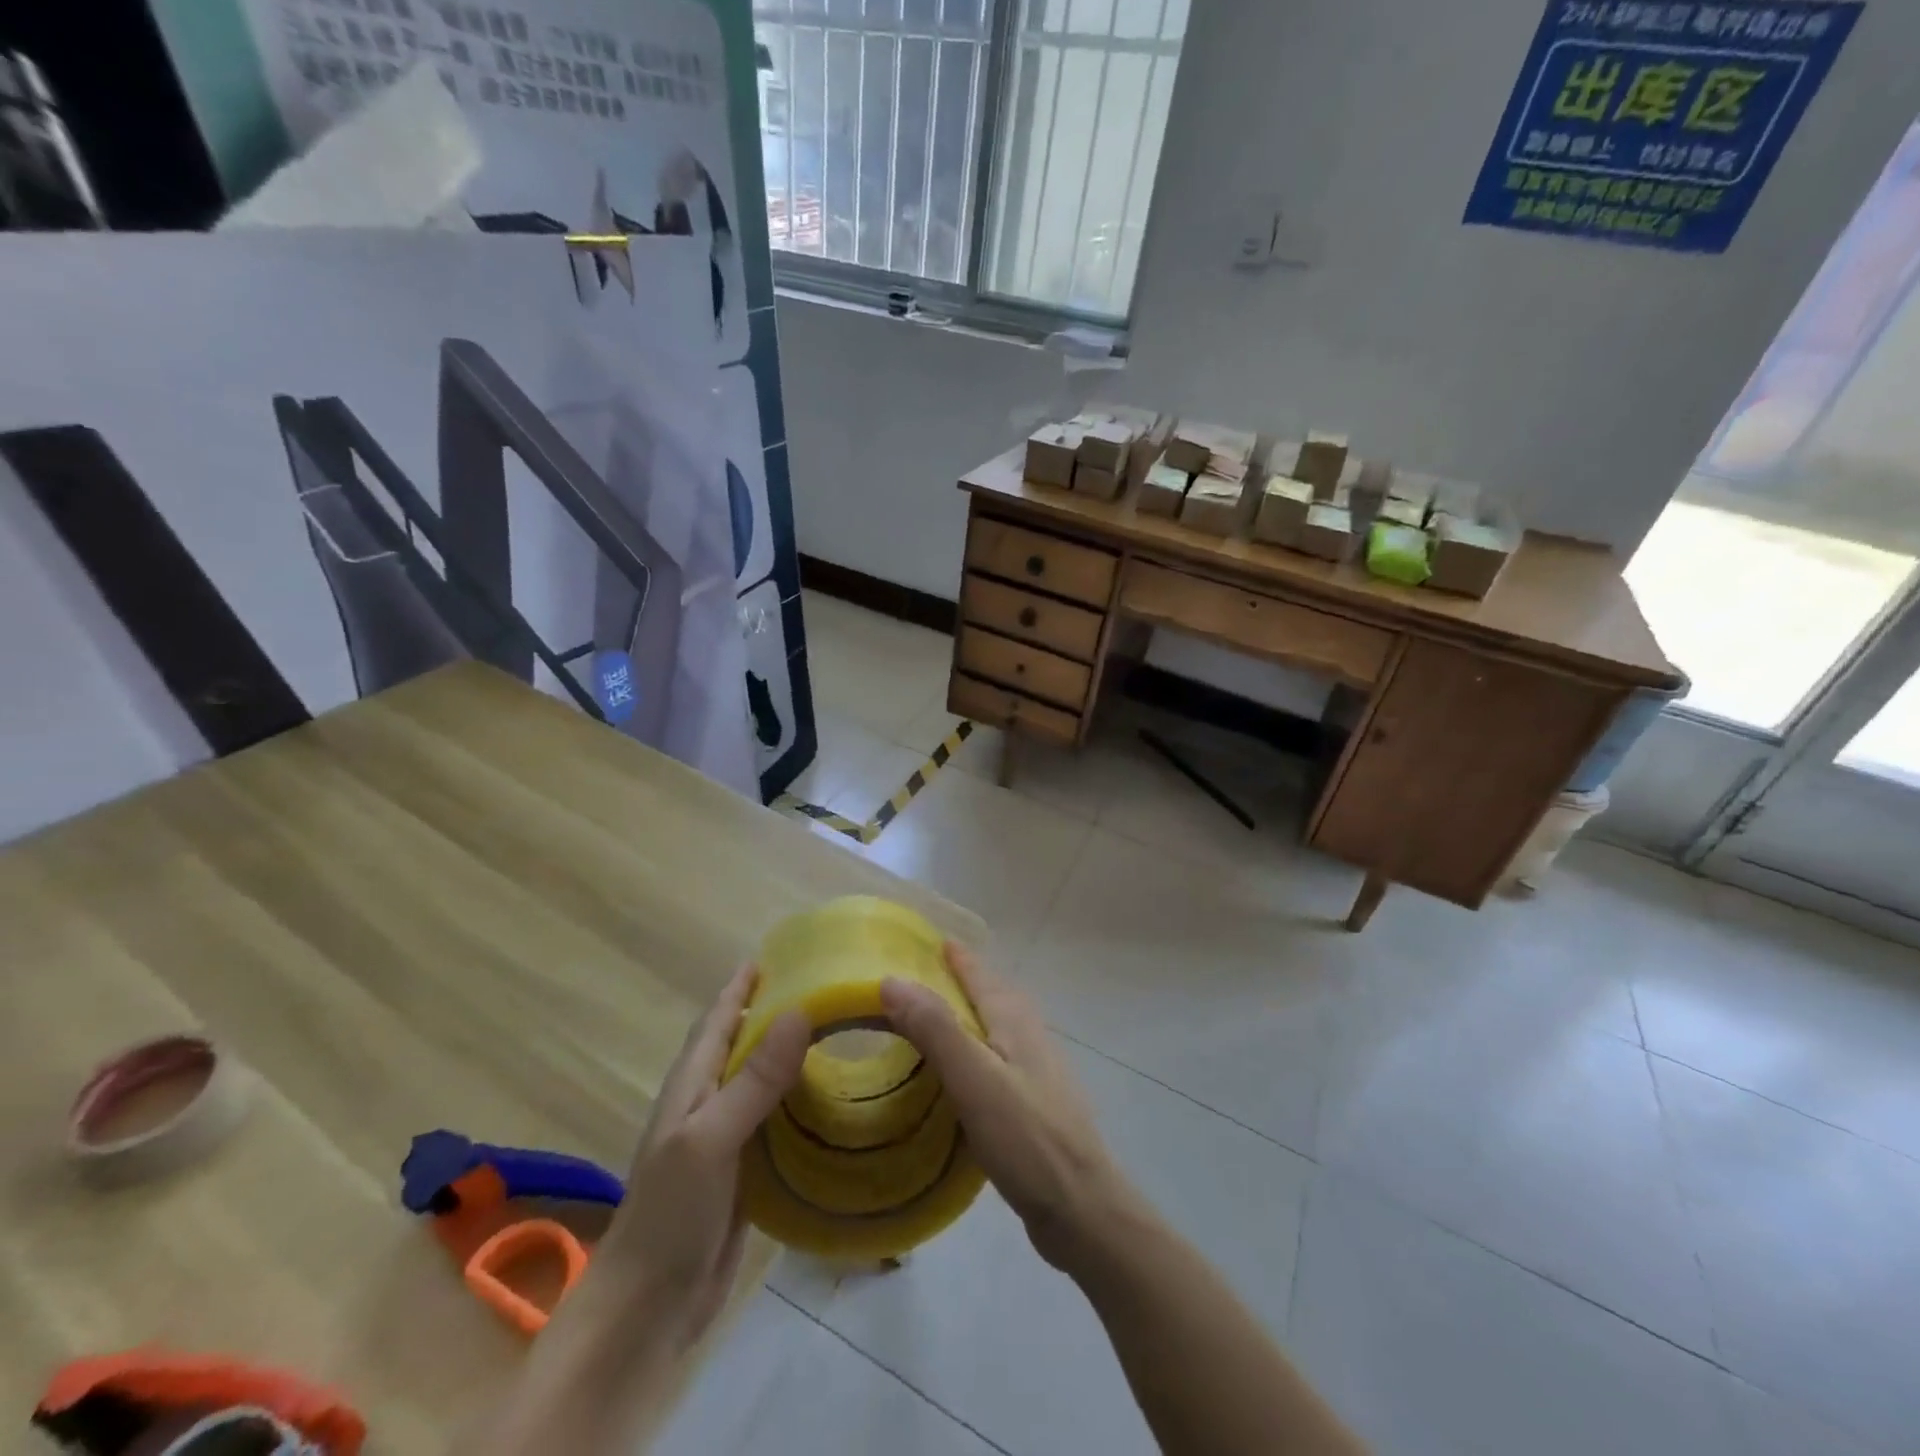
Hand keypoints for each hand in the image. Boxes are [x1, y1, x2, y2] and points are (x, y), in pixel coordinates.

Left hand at [597, 964, 808, 1347]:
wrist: (649, 1307)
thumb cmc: (671, 1212)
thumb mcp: (712, 1137)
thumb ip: (755, 1078)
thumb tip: (800, 1010)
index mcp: (694, 1083)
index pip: (720, 1017)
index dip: (744, 985)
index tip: (782, 953)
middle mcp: (710, 1101)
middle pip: (745, 1042)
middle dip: (776, 1011)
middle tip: (826, 988)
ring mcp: (727, 1136)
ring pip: (764, 1079)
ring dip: (793, 1054)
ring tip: (838, 1032)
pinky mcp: (746, 1169)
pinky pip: (777, 1119)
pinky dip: (800, 1099)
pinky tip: (831, 1097)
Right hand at [880, 943, 1129, 1269]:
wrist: (1081, 1207)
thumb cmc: (1025, 1135)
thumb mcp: (973, 1077)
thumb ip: (934, 1028)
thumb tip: (891, 979)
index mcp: (1014, 1021)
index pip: (981, 974)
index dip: (958, 957)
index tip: (933, 940)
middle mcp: (1029, 1036)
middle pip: (993, 996)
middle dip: (964, 981)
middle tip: (924, 979)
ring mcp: (1036, 1071)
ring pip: (997, 1029)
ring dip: (969, 1017)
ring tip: (935, 1023)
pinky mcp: (1034, 1105)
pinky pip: (997, 1061)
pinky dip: (975, 1053)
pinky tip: (960, 1078)